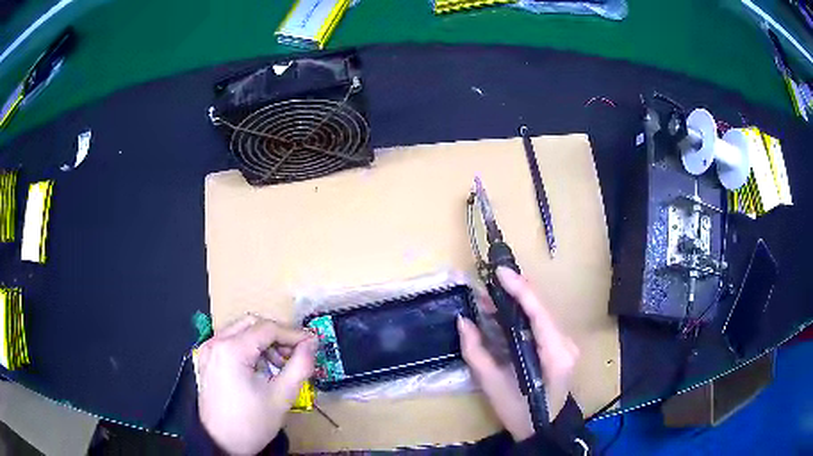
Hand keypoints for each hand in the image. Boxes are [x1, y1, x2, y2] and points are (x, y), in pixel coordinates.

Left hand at [196, 314, 316, 454]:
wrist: (222, 443)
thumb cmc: (251, 422)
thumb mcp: (282, 396)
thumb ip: (300, 366)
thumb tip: (312, 343)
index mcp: (231, 350)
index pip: (267, 328)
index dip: (293, 334)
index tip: (312, 344)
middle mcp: (215, 343)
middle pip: (252, 324)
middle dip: (277, 336)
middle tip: (294, 355)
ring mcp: (208, 350)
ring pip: (241, 331)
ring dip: (263, 342)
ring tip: (278, 366)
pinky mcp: (207, 359)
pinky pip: (231, 342)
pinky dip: (249, 349)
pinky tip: (260, 369)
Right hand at [458, 267, 579, 440]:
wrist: (542, 428)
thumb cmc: (519, 411)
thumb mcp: (492, 385)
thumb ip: (476, 352)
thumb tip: (463, 320)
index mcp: (555, 354)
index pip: (539, 313)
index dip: (520, 289)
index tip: (500, 272)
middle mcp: (566, 344)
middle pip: (541, 309)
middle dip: (514, 293)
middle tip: (487, 285)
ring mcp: (566, 344)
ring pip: (541, 314)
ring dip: (516, 303)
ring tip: (489, 297)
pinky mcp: (561, 347)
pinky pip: (541, 324)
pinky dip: (522, 315)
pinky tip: (503, 313)